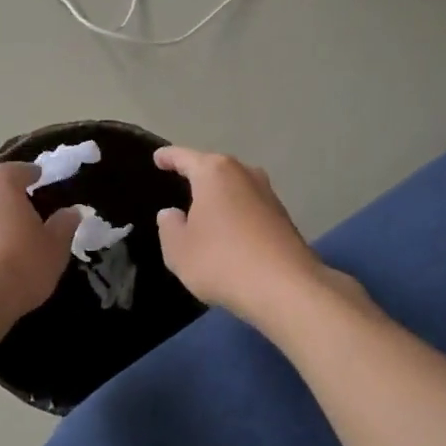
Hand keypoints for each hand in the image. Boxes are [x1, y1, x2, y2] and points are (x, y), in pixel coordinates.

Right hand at [153, 147, 326, 323]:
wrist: (286, 289)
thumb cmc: (221, 261)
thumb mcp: (178, 250)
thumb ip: (169, 227)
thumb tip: (171, 214)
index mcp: (214, 173)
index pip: (184, 157)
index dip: (168, 157)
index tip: (158, 157)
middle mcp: (244, 174)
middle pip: (214, 168)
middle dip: (198, 174)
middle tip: (180, 181)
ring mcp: (268, 195)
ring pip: (235, 187)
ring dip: (220, 196)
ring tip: (203, 209)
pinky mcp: (284, 218)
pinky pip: (250, 207)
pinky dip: (236, 214)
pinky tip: (229, 232)